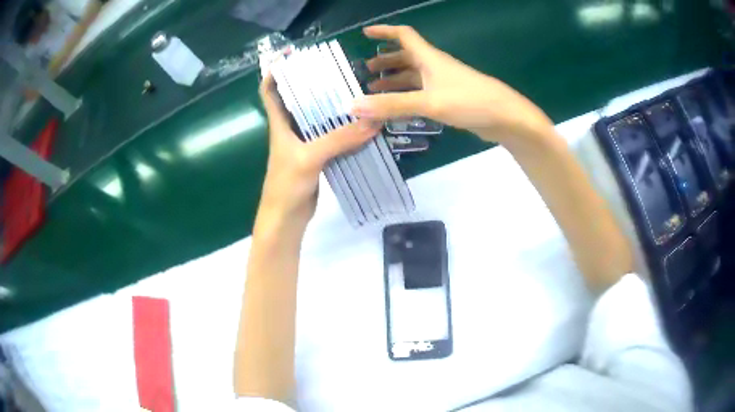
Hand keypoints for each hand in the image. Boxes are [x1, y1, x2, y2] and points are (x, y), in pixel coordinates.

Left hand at [259, 74, 380, 223]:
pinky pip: (331, 137)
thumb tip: (373, 121)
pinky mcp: (317, 157)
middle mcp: (290, 130)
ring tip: (356, 93)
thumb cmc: (286, 186)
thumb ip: (339, 139)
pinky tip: (361, 125)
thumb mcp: (310, 158)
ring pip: (317, 119)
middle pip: (299, 100)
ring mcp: (304, 144)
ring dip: (333, 107)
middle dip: (314, 84)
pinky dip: (343, 130)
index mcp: (279, 125)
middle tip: (339, 71)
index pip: (270, 91)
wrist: (286, 219)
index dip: (275, 72)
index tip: (291, 56)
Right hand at [352, 25, 554, 144]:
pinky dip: (407, 97)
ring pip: (413, 77)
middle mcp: (434, 67)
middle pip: (406, 57)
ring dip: (395, 81)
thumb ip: (392, 105)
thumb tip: (354, 105)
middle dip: (385, 61)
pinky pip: (422, 93)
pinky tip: (398, 108)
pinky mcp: (449, 99)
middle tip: (366, 71)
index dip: (384, 32)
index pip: (404, 36)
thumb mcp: (428, 102)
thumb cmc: (469, 100)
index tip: (365, 33)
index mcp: (429, 58)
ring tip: (375, 90)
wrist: (505, 118)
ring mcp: (443, 83)